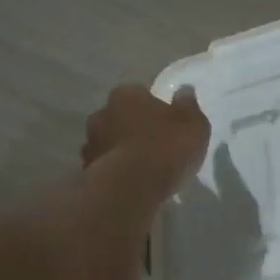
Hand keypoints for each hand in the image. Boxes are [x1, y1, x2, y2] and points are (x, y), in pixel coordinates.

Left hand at [81, 84, 210, 190]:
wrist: (131, 189)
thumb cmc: (166, 148)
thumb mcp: (193, 125)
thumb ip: (188, 106)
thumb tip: (184, 91)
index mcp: (127, 95)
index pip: (139, 93)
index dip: (152, 106)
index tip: (164, 121)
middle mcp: (102, 113)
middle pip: (120, 116)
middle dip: (132, 126)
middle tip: (152, 143)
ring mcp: (90, 143)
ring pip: (108, 140)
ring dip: (120, 148)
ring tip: (141, 166)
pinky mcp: (85, 170)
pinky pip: (104, 165)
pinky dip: (113, 169)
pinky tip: (129, 181)